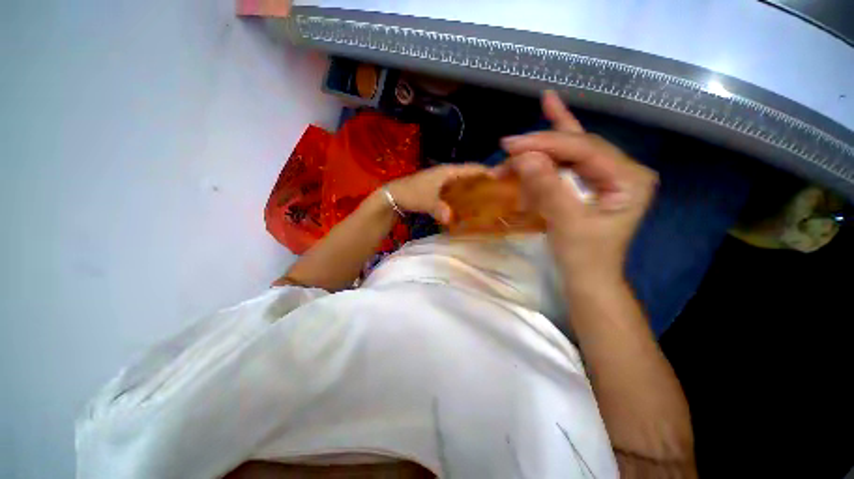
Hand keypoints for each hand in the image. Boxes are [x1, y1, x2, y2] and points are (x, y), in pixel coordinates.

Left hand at [386, 164, 489, 223]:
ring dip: (473, 191)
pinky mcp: (439, 190)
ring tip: (487, 202)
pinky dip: (463, 198)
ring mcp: (443, 182)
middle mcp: (448, 174)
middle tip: (497, 195)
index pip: (473, 168)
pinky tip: (468, 207)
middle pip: (470, 176)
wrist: (394, 196)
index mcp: (449, 171)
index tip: (502, 182)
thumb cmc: (412, 193)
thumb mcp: (426, 200)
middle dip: (483, 184)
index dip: (487, 173)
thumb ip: (439, 209)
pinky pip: (455, 192)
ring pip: (463, 184)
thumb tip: (451, 219)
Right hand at [498, 91, 657, 285]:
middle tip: (507, 146)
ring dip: (539, 150)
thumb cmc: (583, 258)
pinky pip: (569, 159)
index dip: (545, 144)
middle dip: (539, 145)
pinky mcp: (591, 182)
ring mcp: (607, 174)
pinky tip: (551, 110)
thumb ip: (548, 189)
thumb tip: (523, 158)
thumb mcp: (566, 224)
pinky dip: (552, 146)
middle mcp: (622, 169)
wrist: (588, 278)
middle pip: (576, 146)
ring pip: (570, 150)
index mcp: (628, 179)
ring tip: (513, 147)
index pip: (584, 149)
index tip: (510, 145)